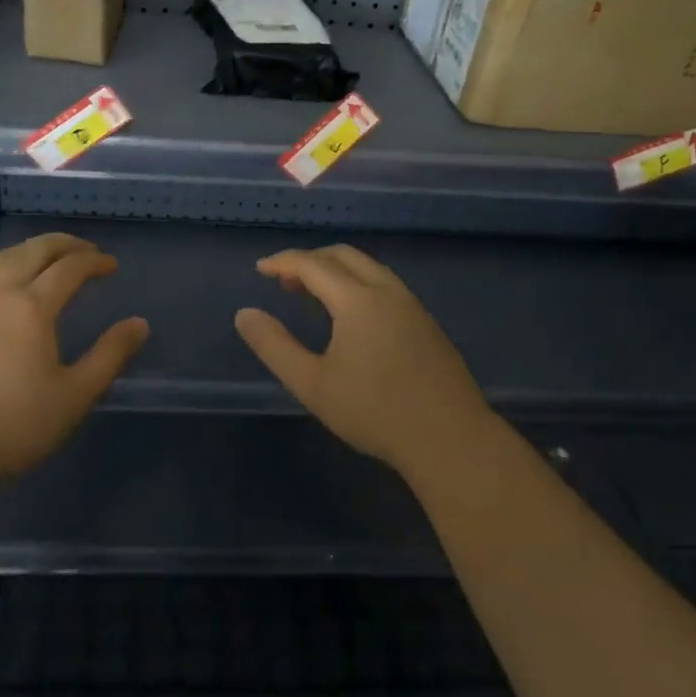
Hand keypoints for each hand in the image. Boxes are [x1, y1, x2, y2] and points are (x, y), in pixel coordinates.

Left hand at [0, 233, 147, 492]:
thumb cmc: (12, 425)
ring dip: (24, 251)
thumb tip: (139, 324)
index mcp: (33, 307)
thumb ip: (109, 356)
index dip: (94, 262)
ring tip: (41, 257)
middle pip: (32, 252)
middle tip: (83, 248)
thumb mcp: (74, 396)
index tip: (111, 265)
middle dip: (61, 244)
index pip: (69, 269)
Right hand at [234, 245, 491, 480]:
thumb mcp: (312, 384)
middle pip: (344, 256)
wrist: (451, 440)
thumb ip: (274, 346)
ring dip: (336, 271)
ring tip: (313, 296)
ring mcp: (413, 306)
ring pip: (369, 268)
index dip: (283, 262)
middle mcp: (387, 291)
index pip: (313, 264)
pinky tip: (352, 317)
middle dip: (310, 260)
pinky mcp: (427, 324)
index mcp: (358, 299)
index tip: (260, 269)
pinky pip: (385, 285)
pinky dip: (358, 284)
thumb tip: (245, 314)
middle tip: (284, 281)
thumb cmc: (375, 412)